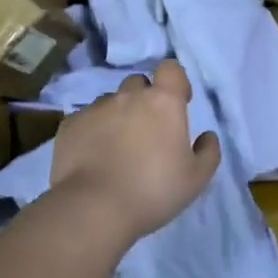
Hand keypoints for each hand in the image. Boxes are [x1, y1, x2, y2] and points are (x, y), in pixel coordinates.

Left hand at [48, 61, 221, 240]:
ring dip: (117, 116)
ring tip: (116, 148)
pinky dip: (92, 132)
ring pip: (110, 102)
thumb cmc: (153, 191)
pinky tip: (92, 157)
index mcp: (163, 102)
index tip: (178, 104)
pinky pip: (86, 120)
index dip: (175, 82)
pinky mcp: (70, 125)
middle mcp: (128, 96)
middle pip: (138, 83)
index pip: (171, 69)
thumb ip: (208, 152)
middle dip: (144, 99)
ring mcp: (96, 108)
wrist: (94, 208)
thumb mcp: (196, 179)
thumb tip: (207, 136)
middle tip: (146, 131)